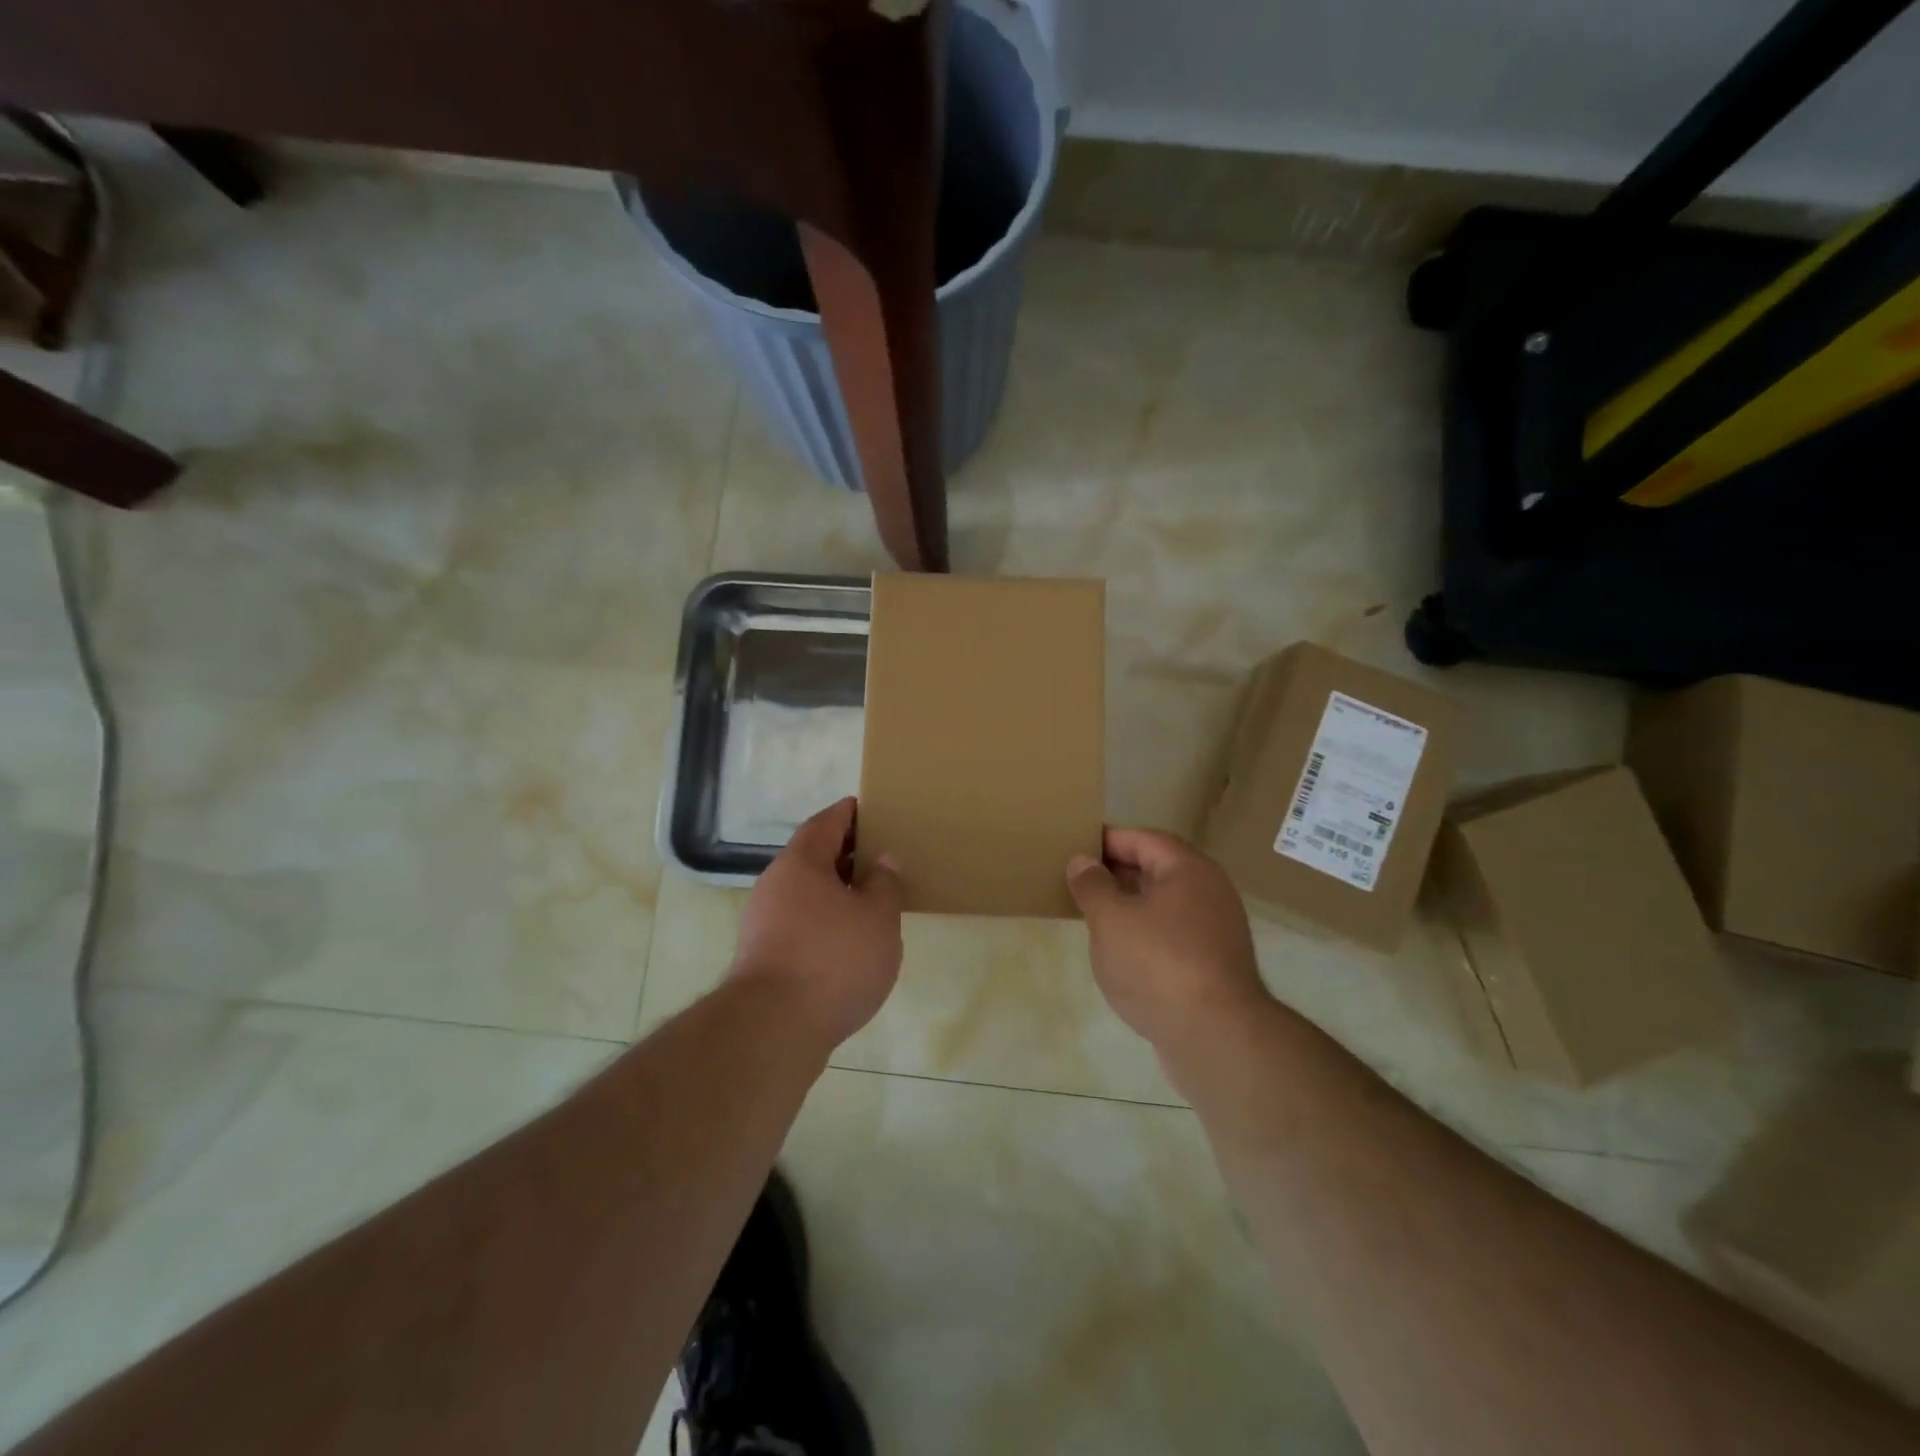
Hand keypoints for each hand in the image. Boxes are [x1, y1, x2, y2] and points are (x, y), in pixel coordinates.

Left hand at [731, 797, 903, 1047]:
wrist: (774, 1029)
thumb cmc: (833, 960)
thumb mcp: (877, 918)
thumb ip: (884, 884)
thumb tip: (882, 860)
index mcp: (801, 863)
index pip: (825, 823)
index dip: (847, 813)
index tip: (868, 807)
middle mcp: (775, 885)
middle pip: (812, 857)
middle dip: (844, 855)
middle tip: (878, 855)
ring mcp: (763, 923)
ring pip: (805, 894)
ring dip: (835, 893)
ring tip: (870, 901)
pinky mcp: (762, 958)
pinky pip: (799, 924)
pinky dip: (824, 922)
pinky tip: (848, 941)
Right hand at [1067, 827, 1269, 1048]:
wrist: (1216, 1038)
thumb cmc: (1158, 964)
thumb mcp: (1111, 920)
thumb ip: (1092, 886)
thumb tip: (1081, 861)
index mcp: (1188, 869)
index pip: (1143, 839)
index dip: (1107, 840)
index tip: (1074, 845)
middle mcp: (1209, 892)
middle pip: (1156, 869)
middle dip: (1116, 873)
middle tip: (1077, 880)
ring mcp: (1216, 930)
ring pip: (1164, 905)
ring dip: (1130, 906)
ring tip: (1092, 915)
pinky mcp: (1213, 965)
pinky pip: (1172, 935)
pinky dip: (1145, 935)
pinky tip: (1120, 953)